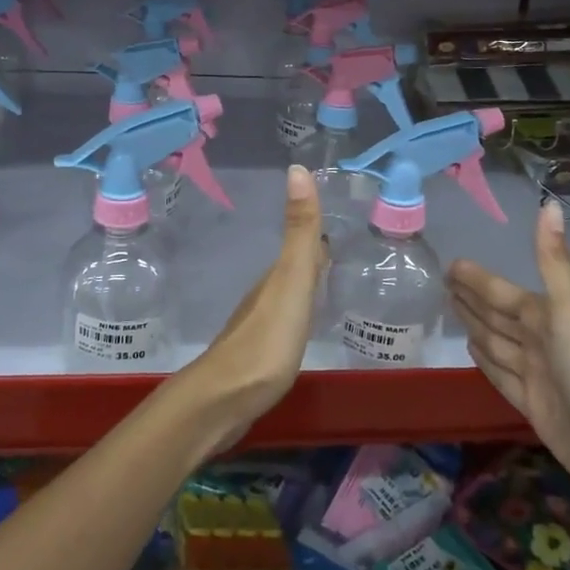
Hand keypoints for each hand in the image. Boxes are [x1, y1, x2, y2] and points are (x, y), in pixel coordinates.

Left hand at [178, 166, 323, 447]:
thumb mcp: (291, 281)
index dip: (319, 231)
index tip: (342, 218)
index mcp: (276, 277)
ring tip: (331, 285)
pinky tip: (306, 328)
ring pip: (287, 296)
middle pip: (294, 269)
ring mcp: (259, 327)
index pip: (303, 246)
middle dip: (315, 257)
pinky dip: (298, 316)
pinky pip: (283, 326)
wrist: (224, 401)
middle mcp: (265, 296)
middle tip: (345, 251)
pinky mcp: (258, 358)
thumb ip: (299, 232)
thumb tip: (297, 168)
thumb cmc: (266, 339)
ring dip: (306, 286)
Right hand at [448, 202, 569, 559]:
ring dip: (475, 324)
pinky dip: (485, 360)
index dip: (478, 279)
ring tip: (451, 307)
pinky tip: (470, 349)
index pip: (503, 292)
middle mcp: (542, 341)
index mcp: (548, 317)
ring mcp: (537, 374)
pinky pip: (500, 374)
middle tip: (442, 281)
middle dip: (473, 297)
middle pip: (497, 314)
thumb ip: (553, 262)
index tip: (451, 264)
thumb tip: (550, 202)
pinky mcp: (532, 406)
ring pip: (496, 341)